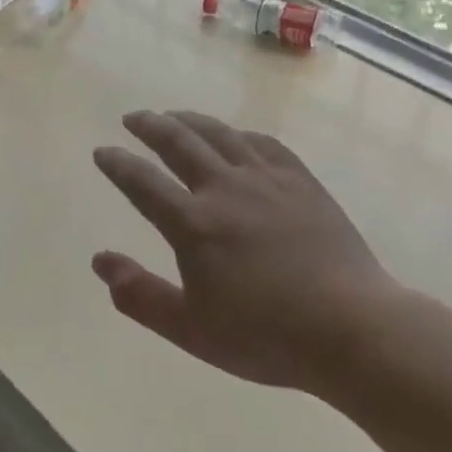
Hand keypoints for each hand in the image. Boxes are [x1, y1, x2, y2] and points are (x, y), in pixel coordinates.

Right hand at [92, 111, 398, 395]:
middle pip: (179, 142)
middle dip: (150, 126)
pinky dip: (240, 133)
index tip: (102, 151)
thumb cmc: (266, 336)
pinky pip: (264, 143)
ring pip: (220, 134)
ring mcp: (266, 179)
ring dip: (190, 120)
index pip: (142, 182)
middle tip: (133, 118)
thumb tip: (99, 261)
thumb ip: (140, 295)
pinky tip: (236, 136)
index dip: (118, 164)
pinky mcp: (300, 181)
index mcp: (193, 224)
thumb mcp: (191, 330)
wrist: (352, 328)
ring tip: (174, 115)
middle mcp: (225, 188)